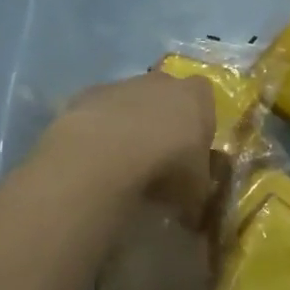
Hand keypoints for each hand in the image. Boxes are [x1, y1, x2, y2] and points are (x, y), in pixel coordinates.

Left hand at [47, 72, 217, 216]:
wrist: (108, 154)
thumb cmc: (167, 166)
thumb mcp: (196, 190)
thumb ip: (196, 189)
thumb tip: (192, 206)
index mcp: (196, 97)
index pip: (204, 97)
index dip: (198, 120)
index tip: (191, 147)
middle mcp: (161, 82)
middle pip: (165, 94)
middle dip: (162, 118)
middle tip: (157, 155)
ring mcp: (121, 84)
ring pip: (128, 100)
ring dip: (127, 124)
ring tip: (121, 162)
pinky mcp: (85, 95)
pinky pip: (96, 112)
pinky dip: (97, 130)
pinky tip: (94, 157)